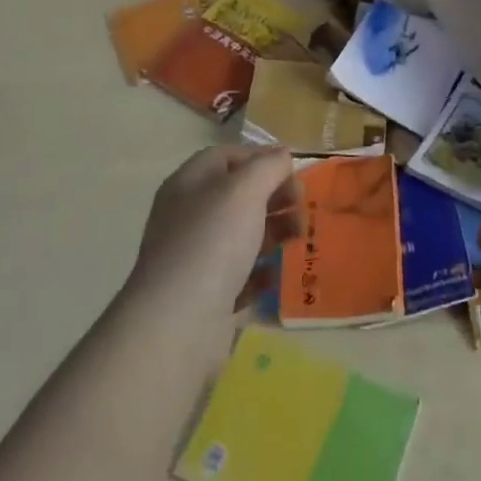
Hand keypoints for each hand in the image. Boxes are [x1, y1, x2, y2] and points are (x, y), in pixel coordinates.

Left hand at [123, 146, 300, 346]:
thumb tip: (282, 156)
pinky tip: (279, 273)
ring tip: (300, 238)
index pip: (226, 157)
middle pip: (239, 195)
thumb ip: (268, 166)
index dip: (260, 157)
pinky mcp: (206, 295)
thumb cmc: (212, 241)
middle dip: (275, 196)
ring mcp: (196, 257)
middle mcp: (189, 216)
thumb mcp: (246, 189)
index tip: (292, 170)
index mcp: (189, 184)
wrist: (178, 324)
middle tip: (302, 205)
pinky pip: (241, 274)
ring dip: (275, 231)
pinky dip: (263, 271)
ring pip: (243, 234)